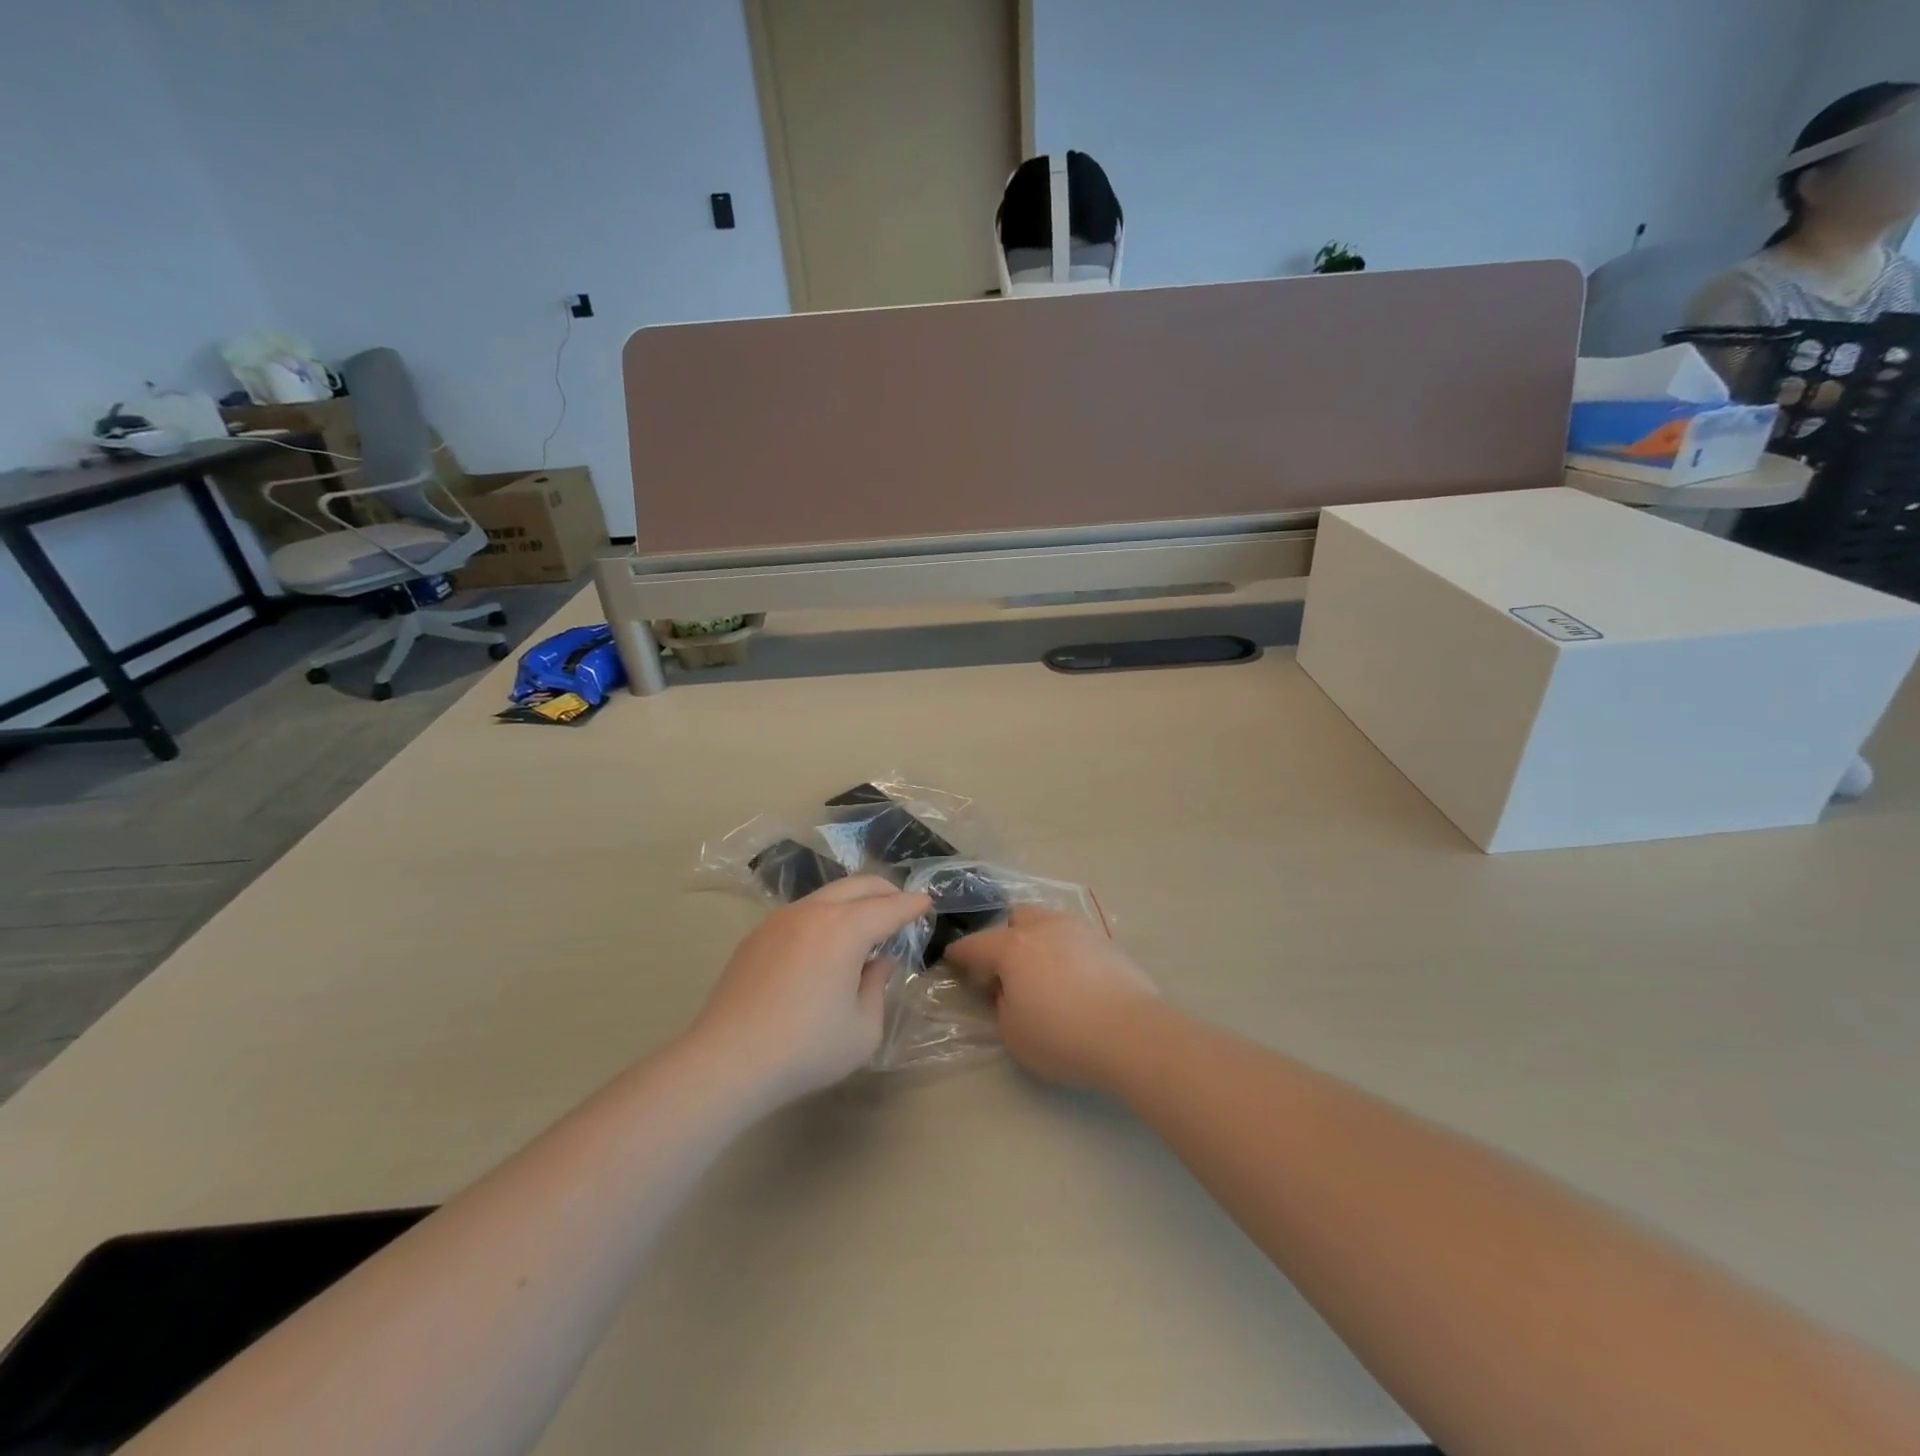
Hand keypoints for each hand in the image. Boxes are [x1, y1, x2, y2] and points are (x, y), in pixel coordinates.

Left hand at [689, 876, 930, 1103]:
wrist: (727, 1061)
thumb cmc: (805, 1048)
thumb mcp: (863, 1029)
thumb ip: (878, 988)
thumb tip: (879, 962)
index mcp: (845, 929)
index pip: (889, 907)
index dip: (912, 905)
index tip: (927, 902)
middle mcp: (813, 912)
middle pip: (857, 886)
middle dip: (885, 891)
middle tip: (901, 905)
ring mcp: (780, 920)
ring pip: (827, 894)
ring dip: (853, 901)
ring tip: (865, 923)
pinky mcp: (757, 936)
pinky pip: (802, 912)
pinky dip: (825, 915)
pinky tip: (825, 942)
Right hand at [945, 907, 1159, 1089]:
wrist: (1132, 1034)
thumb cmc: (1063, 1037)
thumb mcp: (1014, 1034)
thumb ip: (1003, 1005)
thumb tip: (1009, 990)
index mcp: (1013, 947)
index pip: (976, 945)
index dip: (960, 954)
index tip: (952, 958)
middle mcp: (1044, 928)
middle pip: (1015, 919)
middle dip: (1003, 937)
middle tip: (1004, 967)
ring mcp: (1079, 930)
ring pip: (1048, 922)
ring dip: (1036, 939)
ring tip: (1040, 969)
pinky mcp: (1107, 942)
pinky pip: (1074, 938)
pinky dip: (1064, 951)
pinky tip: (1071, 977)